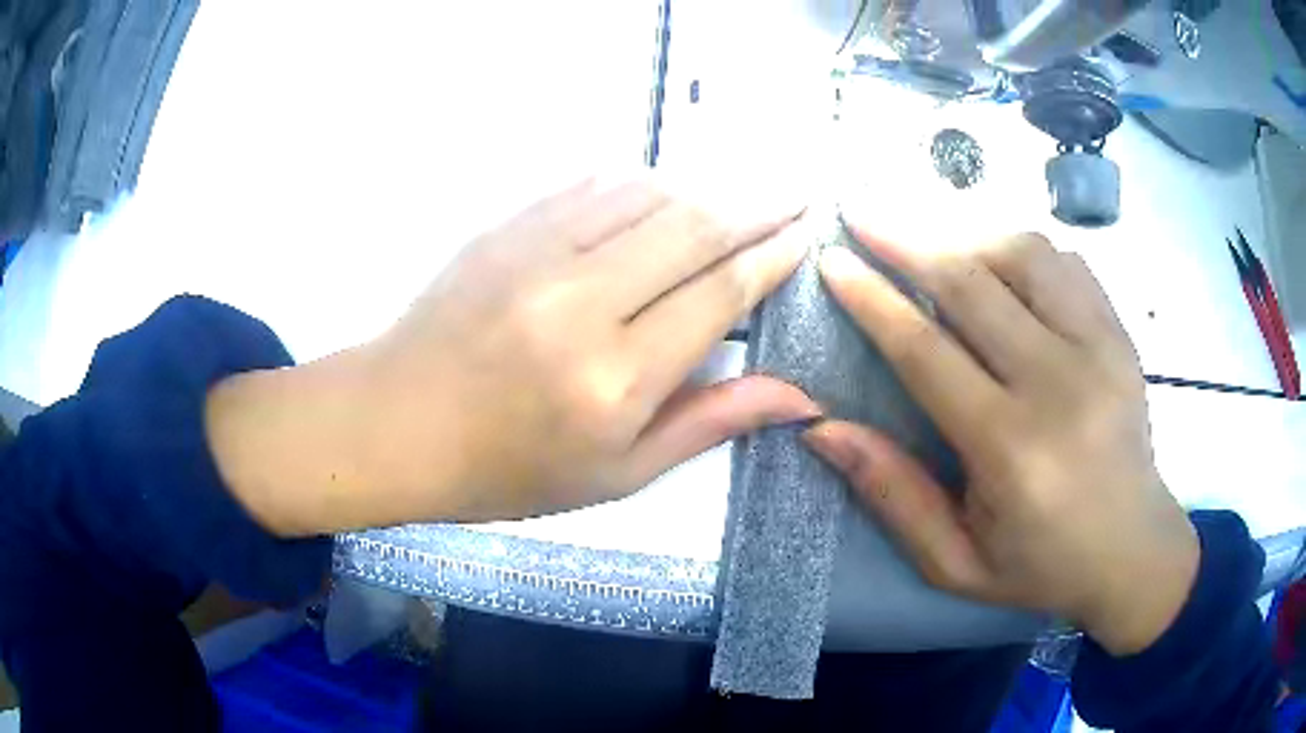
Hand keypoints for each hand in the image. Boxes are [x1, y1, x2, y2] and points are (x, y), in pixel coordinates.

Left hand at [207, 175, 819, 534]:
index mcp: (614, 380)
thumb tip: (797, 396)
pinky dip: (639, 182)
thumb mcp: (619, 474)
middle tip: (797, 192)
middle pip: (694, 226)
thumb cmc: (508, 469)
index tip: (806, 235)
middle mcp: (581, 303)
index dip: (772, 258)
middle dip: (758, 204)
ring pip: (647, 192)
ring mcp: (536, 253)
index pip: (720, 294)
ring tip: (736, 195)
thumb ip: (710, 422)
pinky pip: (590, 184)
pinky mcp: (505, 228)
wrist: (397, 423)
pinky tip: (660, 192)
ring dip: (703, 187)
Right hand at [803, 229, 1198, 655]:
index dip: (872, 300)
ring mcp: (1099, 348)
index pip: (926, 351)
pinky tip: (996, 259)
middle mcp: (1059, 383)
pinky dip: (1019, 248)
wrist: (1133, 551)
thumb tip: (822, 429)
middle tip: (861, 210)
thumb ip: (892, 494)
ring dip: (965, 232)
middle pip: (971, 283)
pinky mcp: (1120, 334)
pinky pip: (1064, 262)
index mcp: (1011, 448)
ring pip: (1022, 253)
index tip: (833, 260)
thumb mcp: (955, 562)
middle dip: (905, 238)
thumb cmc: (1040, 567)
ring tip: (927, 233)